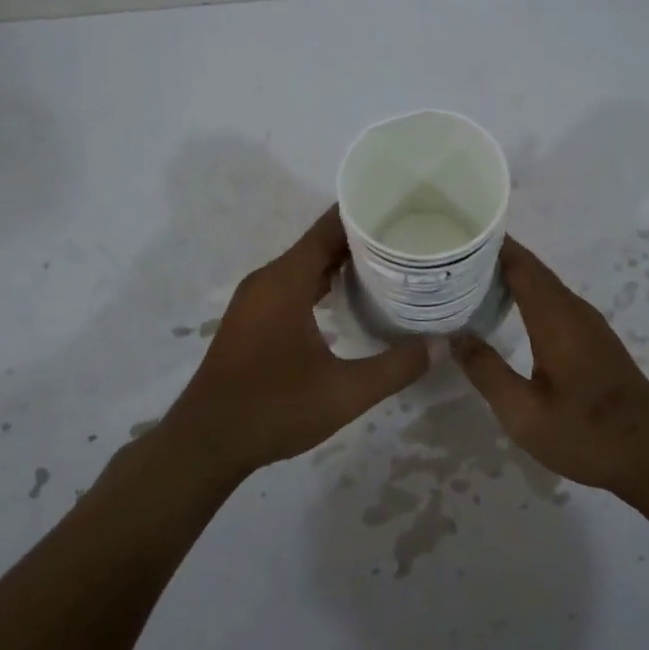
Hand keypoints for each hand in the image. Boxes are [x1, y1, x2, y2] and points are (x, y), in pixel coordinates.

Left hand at [161, 206, 428, 476]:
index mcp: (285, 281)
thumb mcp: (345, 392)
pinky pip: (291, 286)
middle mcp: (267, 280)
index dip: (363, 214)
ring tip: (387, 265)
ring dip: (340, 263)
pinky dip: (320, 283)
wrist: (207, 441)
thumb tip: (442, 344)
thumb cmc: (275, 408)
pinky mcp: (251, 320)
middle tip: (406, 238)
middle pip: (318, 244)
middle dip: (360, 239)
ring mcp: (255, 300)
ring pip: (303, 267)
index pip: (328, 229)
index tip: (401, 207)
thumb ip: (396, 367)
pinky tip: (348, 300)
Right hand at [452, 238, 648, 493]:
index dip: (491, 245)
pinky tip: (505, 309)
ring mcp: (588, 325)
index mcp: (556, 319)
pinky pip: (554, 302)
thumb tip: (454, 335)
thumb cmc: (586, 434)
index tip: (457, 233)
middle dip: (494, 257)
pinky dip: (526, 295)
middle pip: (532, 270)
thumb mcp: (524, 413)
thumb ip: (487, 371)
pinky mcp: (594, 340)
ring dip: (510, 276)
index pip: (521, 265)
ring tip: (469, 277)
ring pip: (544, 286)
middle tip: (451, 256)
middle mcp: (574, 311)